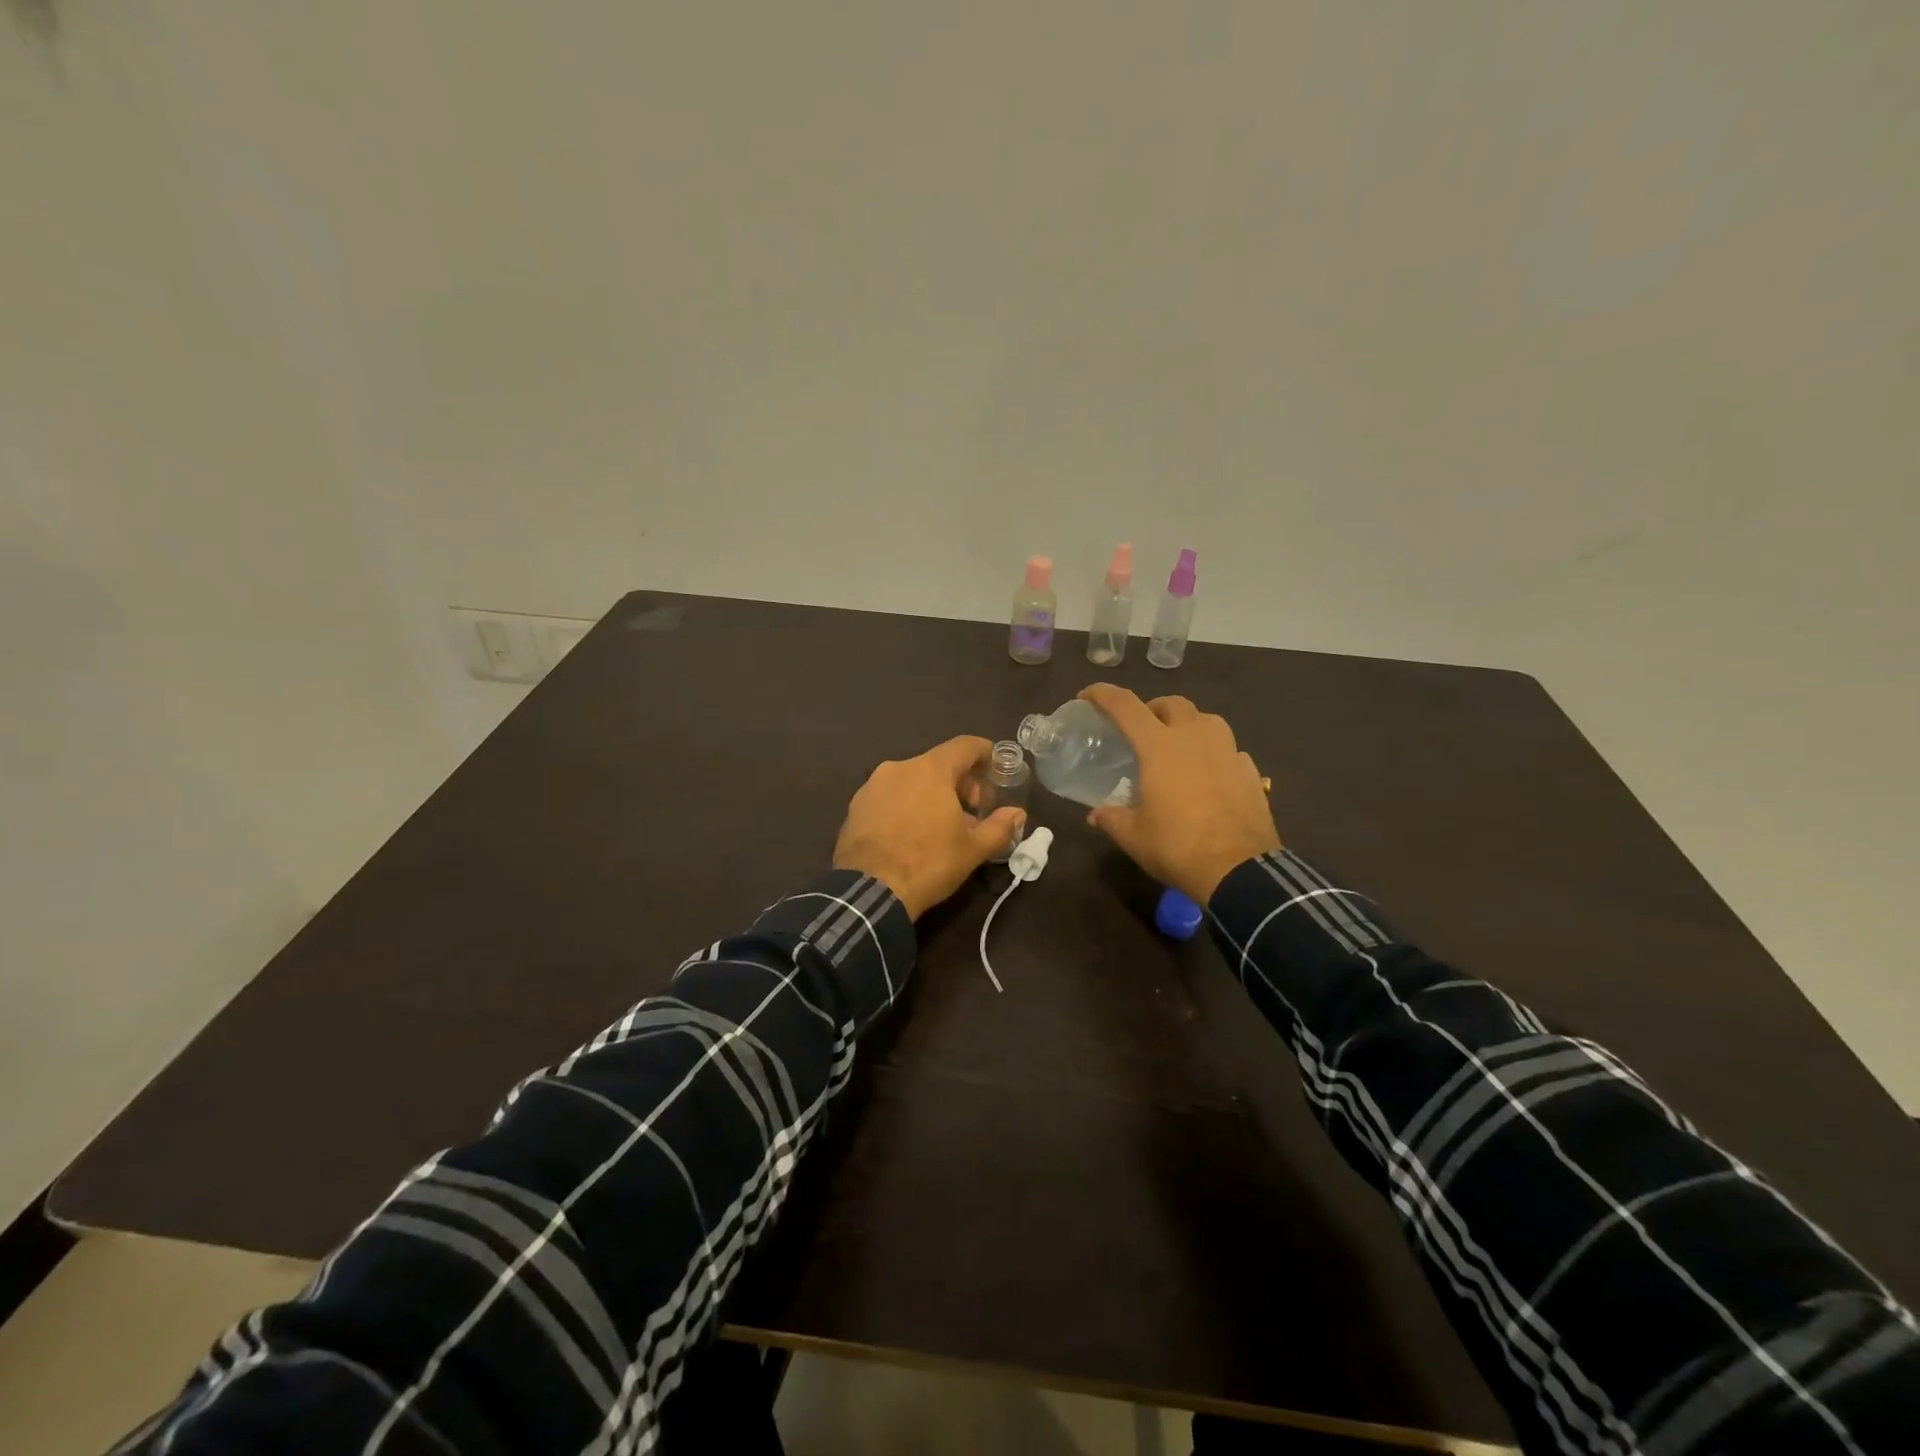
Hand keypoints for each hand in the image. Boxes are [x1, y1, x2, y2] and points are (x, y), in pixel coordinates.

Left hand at [833, 736, 1027, 919]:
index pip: (964, 746)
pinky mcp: (855, 807)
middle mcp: (899, 768)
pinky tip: (912, 833)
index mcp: (930, 769)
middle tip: (973, 810)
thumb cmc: (929, 863)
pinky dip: (906, 805)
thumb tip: (1018, 814)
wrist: (870, 892)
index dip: (985, 753)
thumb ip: (999, 826)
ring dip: (932, 795)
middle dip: (961, 782)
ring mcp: (872, 786)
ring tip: (942, 826)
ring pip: (912, 780)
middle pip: (938, 764)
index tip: (997, 769)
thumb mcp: (973, 849)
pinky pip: (890, 796)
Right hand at [1078, 684, 1280, 904]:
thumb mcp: (1134, 836)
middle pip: (1172, 703)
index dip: (1103, 694)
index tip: (1087, 696)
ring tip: (1178, 747)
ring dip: (1187, 724)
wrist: (1239, 870)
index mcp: (1159, 746)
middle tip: (1141, 730)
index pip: (1125, 706)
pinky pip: (1228, 749)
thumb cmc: (1177, 846)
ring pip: (1206, 719)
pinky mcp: (1249, 770)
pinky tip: (1209, 775)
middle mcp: (1194, 737)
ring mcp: (1227, 751)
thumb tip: (1096, 815)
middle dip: (1152, 708)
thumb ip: (1112, 818)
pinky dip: (1214, 753)